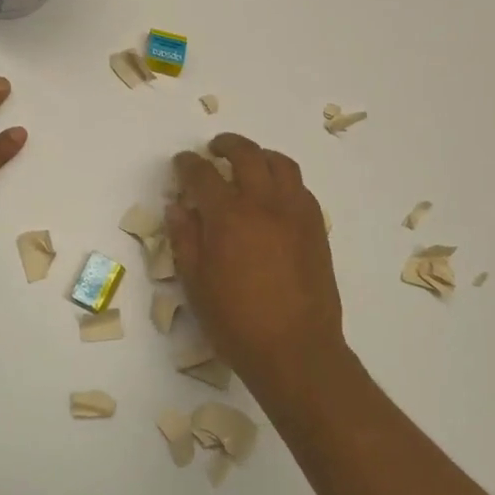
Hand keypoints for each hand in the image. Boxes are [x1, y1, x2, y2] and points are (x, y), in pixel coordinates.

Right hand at [167, 134, 348, 395]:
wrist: (295, 349)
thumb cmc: (236, 322)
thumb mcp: (196, 284)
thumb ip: (185, 239)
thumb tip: (178, 207)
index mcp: (228, 216)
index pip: (202, 174)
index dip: (187, 164)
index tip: (181, 163)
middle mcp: (263, 204)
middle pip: (246, 154)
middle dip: (227, 144)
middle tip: (215, 149)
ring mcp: (295, 213)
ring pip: (281, 164)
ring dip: (260, 155)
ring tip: (248, 163)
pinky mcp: (316, 227)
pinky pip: (301, 188)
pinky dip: (283, 180)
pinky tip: (274, 196)